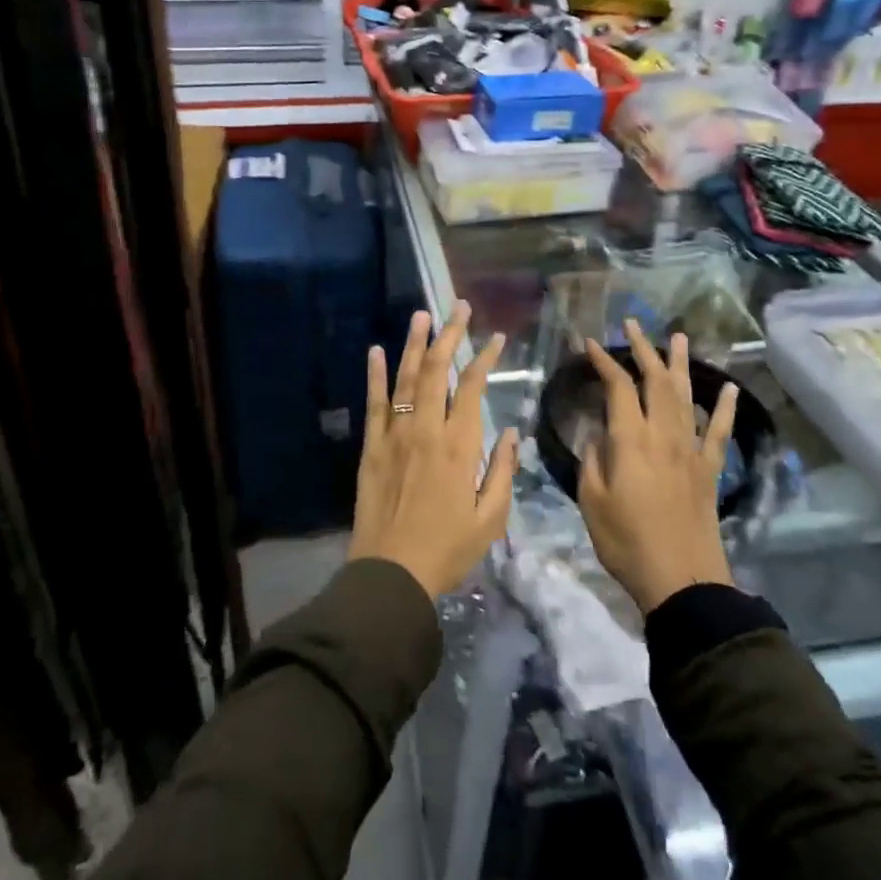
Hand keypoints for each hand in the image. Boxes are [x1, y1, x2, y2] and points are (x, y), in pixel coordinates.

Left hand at [350, 302, 517, 600]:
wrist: (391, 572)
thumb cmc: (447, 549)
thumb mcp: (491, 518)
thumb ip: (502, 471)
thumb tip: (508, 432)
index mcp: (459, 445)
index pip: (474, 387)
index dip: (485, 357)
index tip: (496, 336)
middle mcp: (426, 429)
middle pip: (437, 370)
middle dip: (450, 334)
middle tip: (458, 306)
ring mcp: (395, 434)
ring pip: (405, 378)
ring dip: (414, 343)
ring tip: (422, 314)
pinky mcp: (371, 446)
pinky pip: (374, 402)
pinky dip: (375, 374)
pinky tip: (376, 349)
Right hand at [577, 321, 738, 614]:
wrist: (681, 579)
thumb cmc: (626, 541)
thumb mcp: (592, 500)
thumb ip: (593, 459)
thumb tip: (600, 432)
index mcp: (630, 440)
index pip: (617, 387)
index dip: (604, 361)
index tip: (590, 342)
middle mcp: (663, 435)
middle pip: (655, 380)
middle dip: (642, 349)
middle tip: (631, 324)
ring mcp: (690, 450)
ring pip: (686, 396)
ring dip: (680, 364)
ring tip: (678, 337)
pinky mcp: (708, 469)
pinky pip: (718, 431)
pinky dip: (724, 407)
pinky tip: (729, 388)